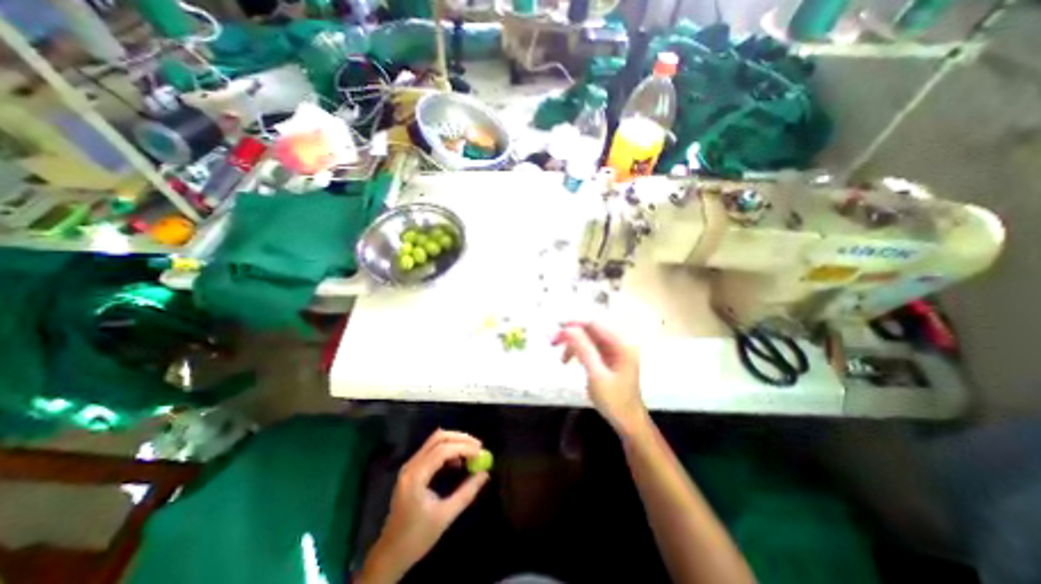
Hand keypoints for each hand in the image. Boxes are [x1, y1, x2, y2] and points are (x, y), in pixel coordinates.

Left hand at [358, 427, 489, 580]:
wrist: (390, 554)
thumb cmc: (417, 537)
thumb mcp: (445, 516)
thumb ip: (466, 493)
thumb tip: (484, 474)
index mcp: (416, 477)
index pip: (442, 450)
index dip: (464, 447)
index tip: (481, 452)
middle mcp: (411, 465)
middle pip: (438, 438)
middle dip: (460, 439)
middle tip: (478, 446)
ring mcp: (410, 466)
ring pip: (435, 441)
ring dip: (455, 442)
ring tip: (472, 453)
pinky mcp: (412, 469)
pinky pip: (432, 450)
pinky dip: (448, 450)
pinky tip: (458, 462)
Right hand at [556, 319, 647, 436]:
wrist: (627, 420)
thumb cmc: (614, 400)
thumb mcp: (596, 375)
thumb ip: (583, 350)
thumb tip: (567, 329)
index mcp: (622, 343)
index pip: (595, 322)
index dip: (575, 322)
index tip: (556, 325)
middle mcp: (619, 340)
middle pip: (590, 327)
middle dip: (570, 332)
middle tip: (552, 341)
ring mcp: (613, 347)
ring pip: (587, 336)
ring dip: (571, 342)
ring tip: (557, 352)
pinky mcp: (607, 354)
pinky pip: (588, 345)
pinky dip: (576, 350)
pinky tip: (566, 359)